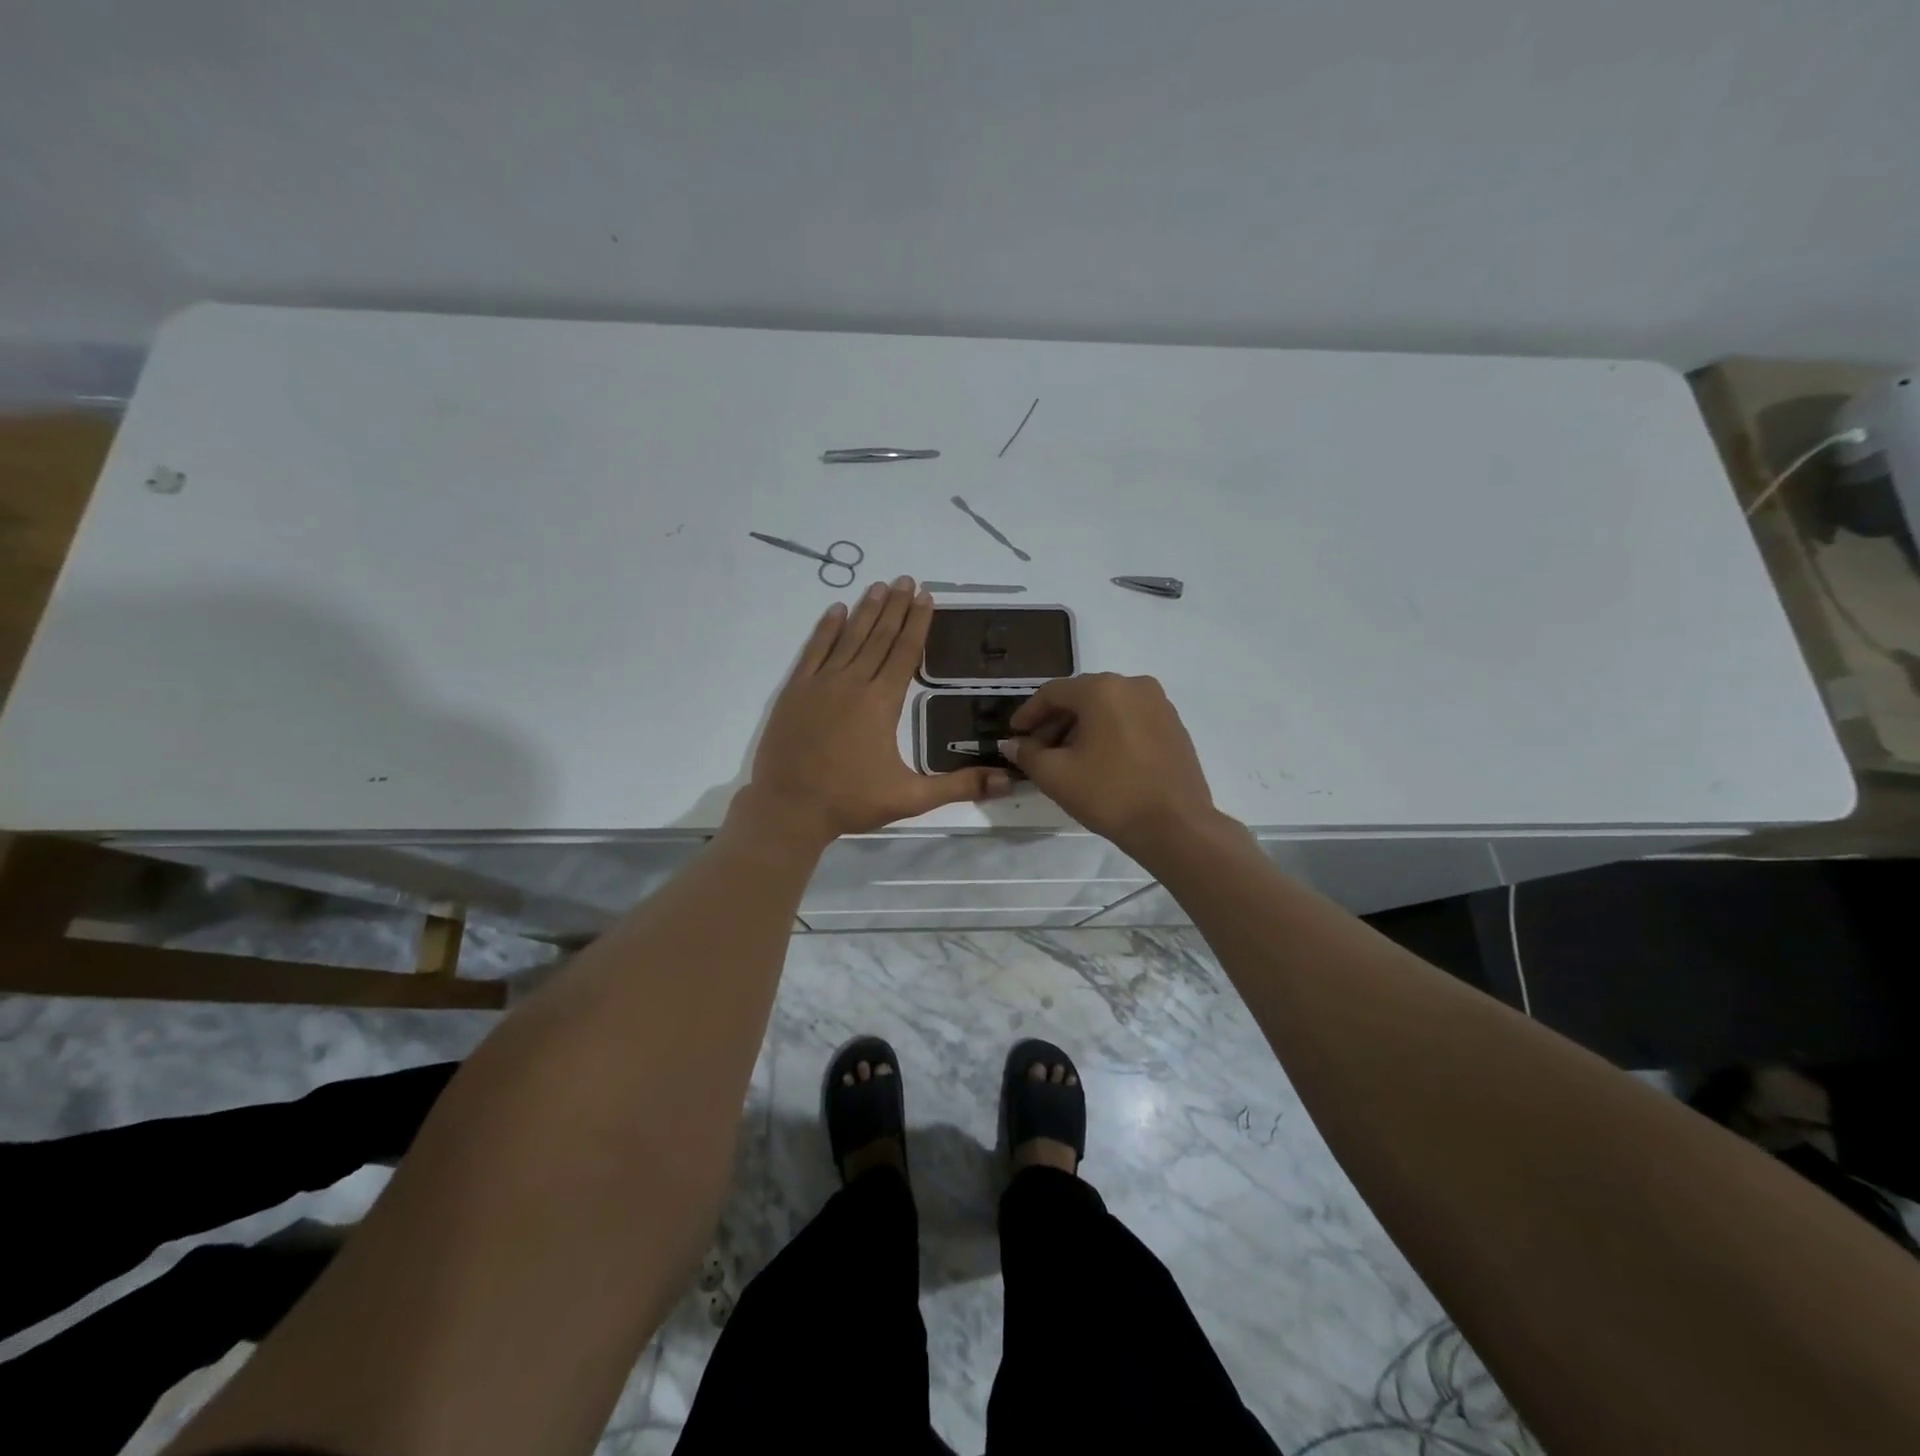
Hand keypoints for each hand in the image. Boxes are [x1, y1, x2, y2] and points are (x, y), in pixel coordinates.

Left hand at [738, 577, 1013, 845]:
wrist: (789, 808)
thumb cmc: (851, 801)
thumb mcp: (911, 798)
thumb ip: (959, 786)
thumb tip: (1008, 781)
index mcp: (882, 702)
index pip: (905, 653)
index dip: (917, 623)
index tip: (925, 596)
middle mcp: (853, 683)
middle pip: (879, 637)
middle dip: (895, 607)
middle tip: (906, 579)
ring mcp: (820, 684)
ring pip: (848, 638)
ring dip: (865, 610)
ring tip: (879, 585)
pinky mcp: (795, 691)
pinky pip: (813, 651)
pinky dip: (825, 629)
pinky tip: (835, 610)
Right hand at [1002, 673, 1217, 852]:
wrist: (1176, 826)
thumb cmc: (1110, 794)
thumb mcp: (1056, 775)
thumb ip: (1027, 754)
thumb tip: (1012, 744)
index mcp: (1103, 689)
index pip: (1053, 692)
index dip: (1028, 714)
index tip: (1014, 735)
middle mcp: (1133, 685)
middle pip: (1081, 697)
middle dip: (1055, 722)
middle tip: (1037, 751)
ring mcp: (1159, 704)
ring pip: (1107, 708)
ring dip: (1081, 728)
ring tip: (1066, 759)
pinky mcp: (1174, 726)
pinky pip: (1130, 720)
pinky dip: (1108, 733)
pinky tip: (1099, 761)